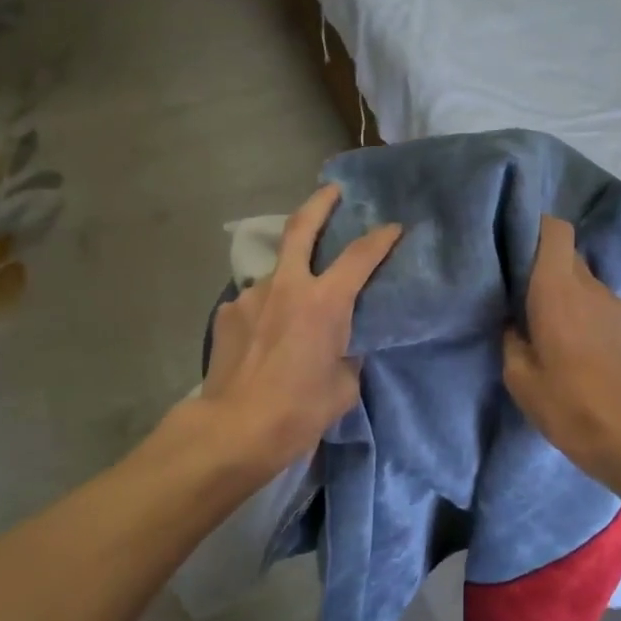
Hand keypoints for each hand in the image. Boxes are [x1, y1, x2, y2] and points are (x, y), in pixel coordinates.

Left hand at [198, 184, 400, 474]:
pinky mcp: (227, 313)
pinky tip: (265, 337)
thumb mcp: (344, 386)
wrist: (235, 429)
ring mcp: (251, 296)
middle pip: (301, 228)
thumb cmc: (299, 411)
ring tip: (293, 310)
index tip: (393, 227)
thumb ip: (347, 354)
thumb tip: (341, 346)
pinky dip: (267, 311)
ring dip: (290, 280)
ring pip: (276, 274)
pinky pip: (255, 303)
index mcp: (325, 302)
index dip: (381, 238)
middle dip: (320, 203)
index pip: (360, 256)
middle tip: (332, 192)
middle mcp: (286, 286)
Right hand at [503, 215, 620, 482]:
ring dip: (565, 292)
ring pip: (584, 281)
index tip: (514, 243)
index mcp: (556, 289)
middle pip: (567, 254)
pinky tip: (574, 343)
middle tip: (521, 290)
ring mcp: (615, 304)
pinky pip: (599, 303)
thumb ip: (511, 338)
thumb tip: (513, 321)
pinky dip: (583, 311)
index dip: (535, 227)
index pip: (555, 230)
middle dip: (544, 265)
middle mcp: (589, 286)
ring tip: (548, 322)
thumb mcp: (519, 376)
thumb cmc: (566, 402)